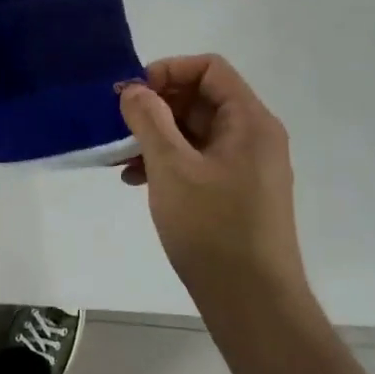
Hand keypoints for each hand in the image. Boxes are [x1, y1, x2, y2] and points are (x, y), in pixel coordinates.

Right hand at [117, 56, 303, 299]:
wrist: (252, 304)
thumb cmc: (213, 228)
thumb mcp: (172, 168)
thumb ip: (149, 120)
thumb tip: (133, 89)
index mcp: (250, 121)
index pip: (210, 68)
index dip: (169, 71)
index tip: (133, 94)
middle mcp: (254, 136)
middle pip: (202, 98)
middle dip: (157, 106)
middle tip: (120, 125)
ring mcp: (247, 166)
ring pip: (196, 131)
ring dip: (157, 136)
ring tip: (121, 158)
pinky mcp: (237, 192)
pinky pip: (199, 159)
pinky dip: (169, 161)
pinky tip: (136, 181)